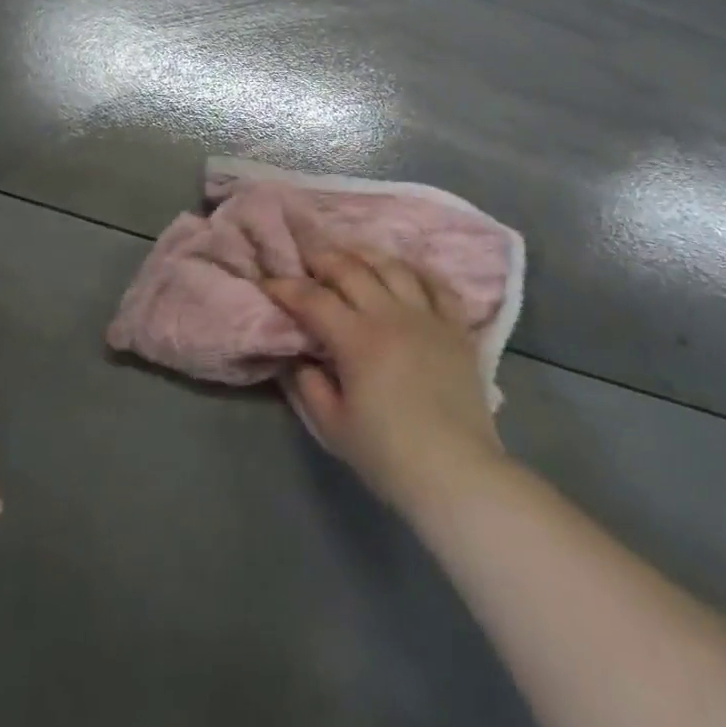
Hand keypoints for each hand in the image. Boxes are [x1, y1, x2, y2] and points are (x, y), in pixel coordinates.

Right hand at [265, 248, 505, 513]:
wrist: (457, 473)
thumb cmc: (389, 455)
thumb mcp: (333, 426)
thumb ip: (310, 385)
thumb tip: (301, 358)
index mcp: (357, 340)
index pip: (313, 300)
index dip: (285, 287)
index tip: (268, 282)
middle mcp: (391, 316)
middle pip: (351, 270)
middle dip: (322, 258)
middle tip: (305, 256)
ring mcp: (428, 317)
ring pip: (394, 267)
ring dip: (366, 255)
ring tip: (350, 254)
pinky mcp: (457, 328)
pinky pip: (438, 286)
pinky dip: (418, 272)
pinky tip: (405, 270)